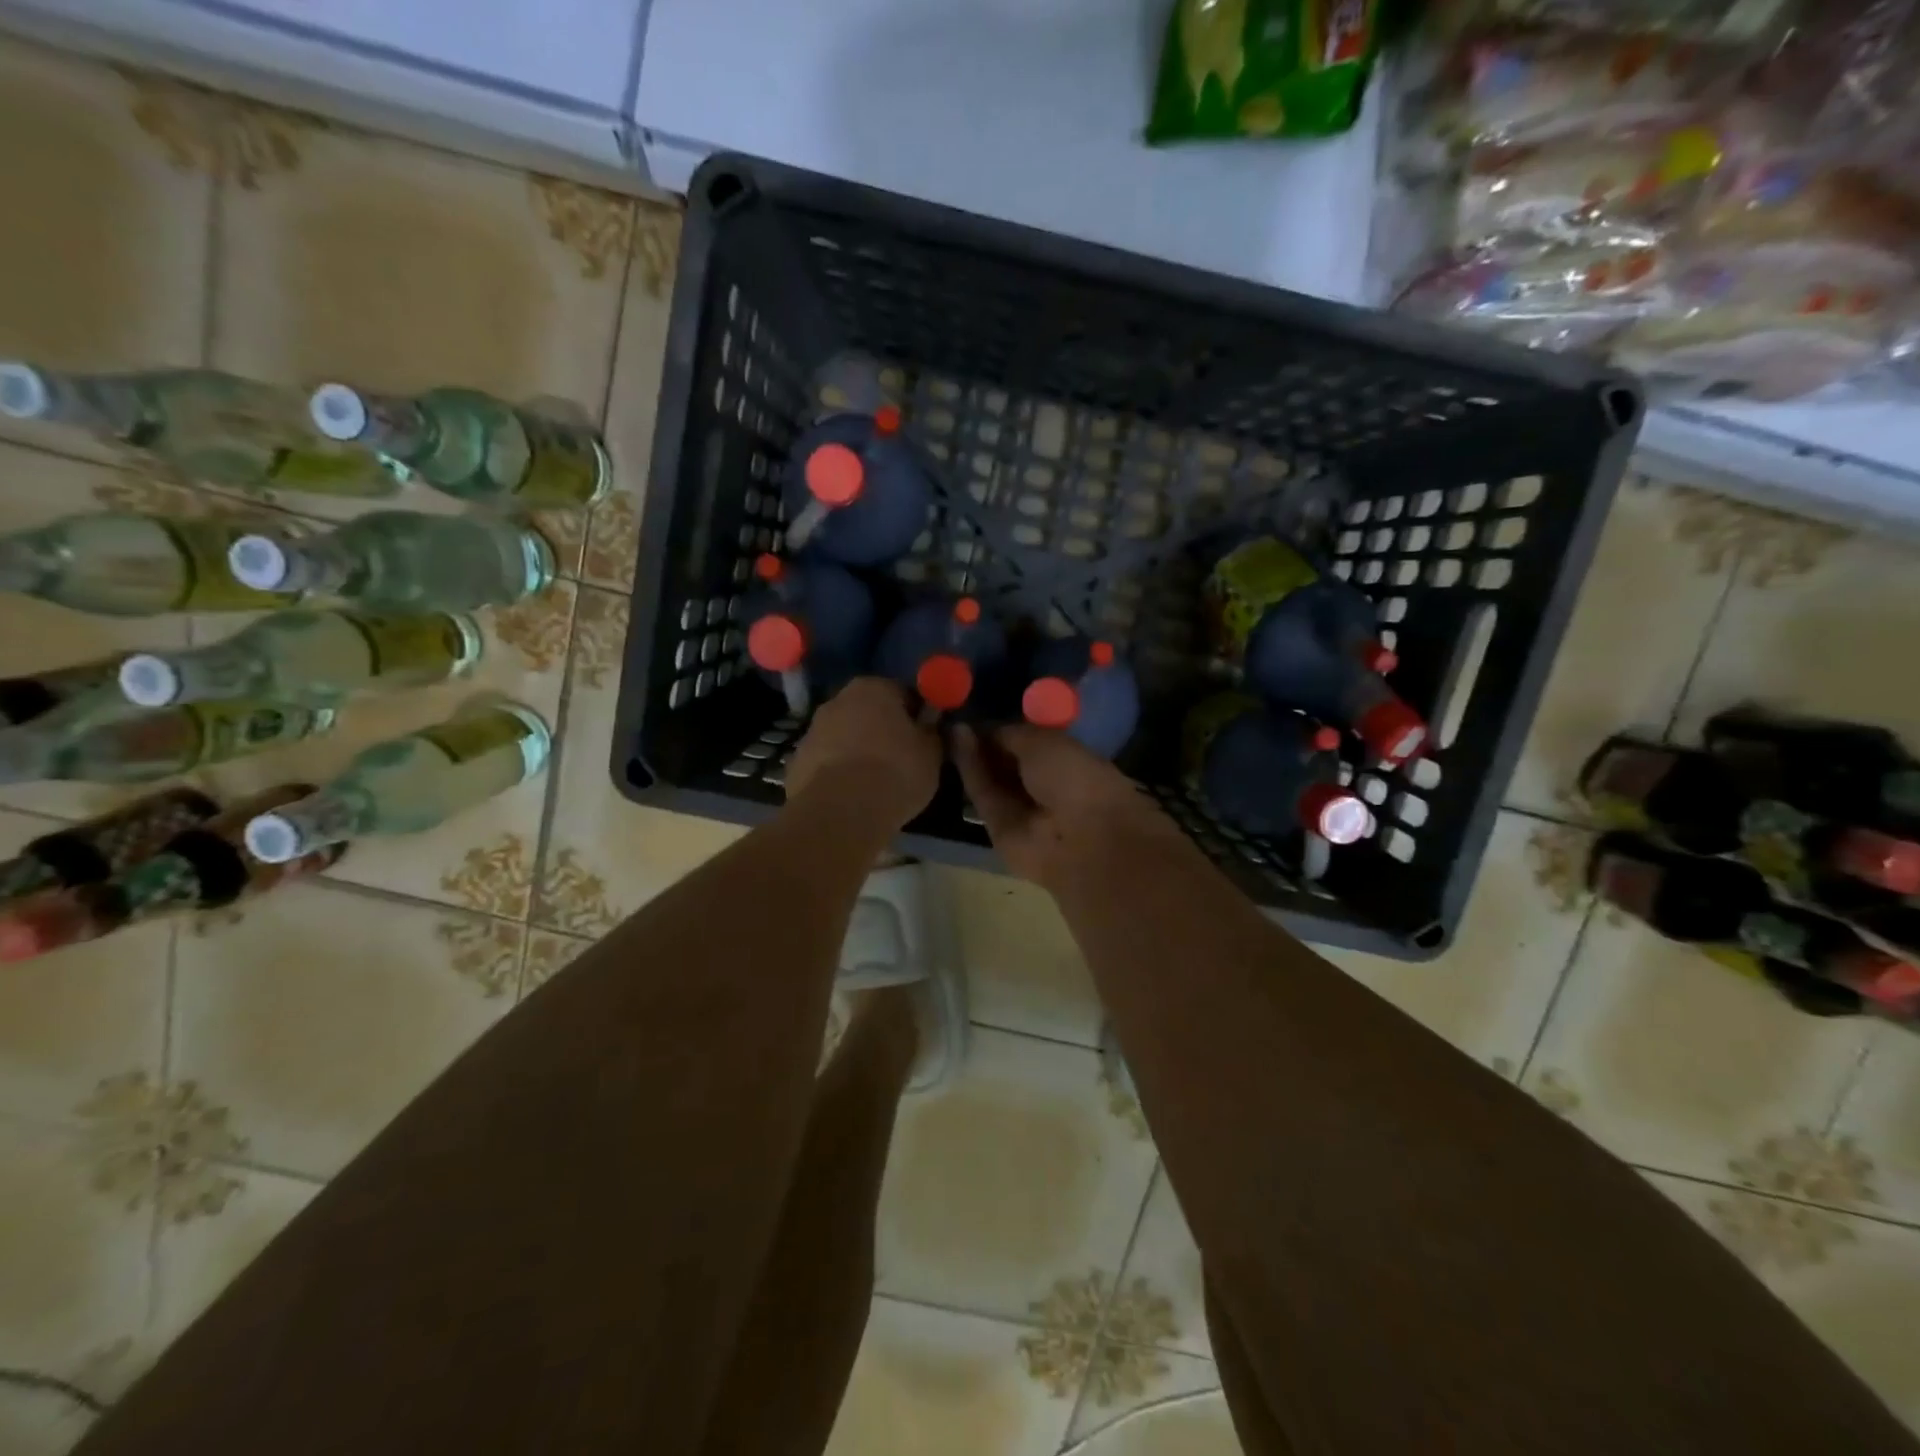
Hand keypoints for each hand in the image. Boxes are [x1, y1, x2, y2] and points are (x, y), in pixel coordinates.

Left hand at [785, 678, 940, 824]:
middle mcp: (838, 699)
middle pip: (868, 711)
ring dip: (858, 750)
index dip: (916, 716)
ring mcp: (812, 730)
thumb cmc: (896, 772)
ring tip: (876, 783)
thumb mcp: (932, 753)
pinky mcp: (796, 761)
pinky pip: (827, 762)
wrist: (841, 812)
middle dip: (883, 730)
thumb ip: (932, 731)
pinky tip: (852, 796)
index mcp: (874, 687)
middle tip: (901, 759)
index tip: (924, 738)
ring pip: (844, 736)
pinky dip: (838, 772)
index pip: (903, 693)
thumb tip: (929, 723)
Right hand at [952, 723, 1169, 888]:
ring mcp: (1021, 809)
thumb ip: (1012, 734)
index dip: (1008, 729)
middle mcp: (1046, 787)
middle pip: (1008, 762)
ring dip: (974, 752)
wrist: (1077, 838)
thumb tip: (987, 731)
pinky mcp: (997, 827)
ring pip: (992, 778)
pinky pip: (982, 793)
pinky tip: (956, 742)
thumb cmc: (1074, 778)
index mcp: (1070, 764)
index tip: (981, 710)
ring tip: (952, 726)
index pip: (1032, 744)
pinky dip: (969, 768)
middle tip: (960, 717)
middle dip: (987, 742)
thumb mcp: (1044, 742)